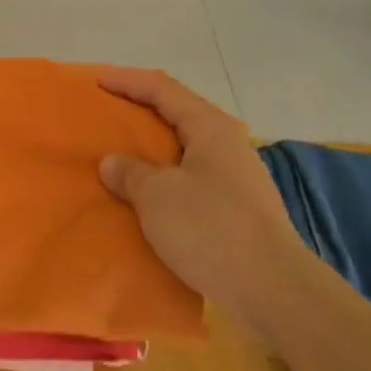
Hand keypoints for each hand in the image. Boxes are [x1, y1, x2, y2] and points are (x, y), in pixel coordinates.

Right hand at [97, 68, 306, 331]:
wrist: (273, 290)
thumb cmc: (211, 229)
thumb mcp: (157, 196)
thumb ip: (130, 172)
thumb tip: (113, 163)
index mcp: (210, 128)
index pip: (162, 89)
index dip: (127, 81)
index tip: (96, 80)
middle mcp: (227, 144)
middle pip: (177, 114)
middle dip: (140, 110)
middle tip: (106, 112)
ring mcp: (236, 177)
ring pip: (184, 148)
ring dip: (151, 147)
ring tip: (120, 152)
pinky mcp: (237, 208)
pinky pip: (190, 177)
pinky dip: (163, 176)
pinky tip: (146, 193)